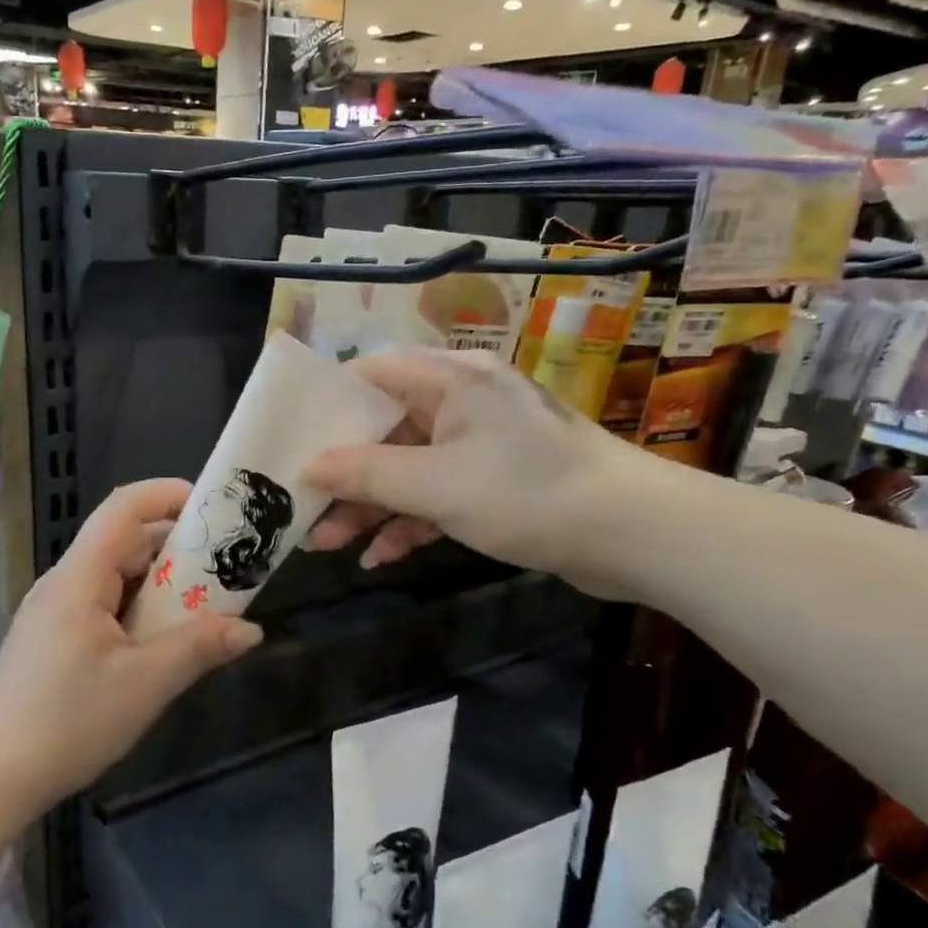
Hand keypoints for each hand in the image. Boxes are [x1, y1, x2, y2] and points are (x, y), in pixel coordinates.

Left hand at [0, 479, 262, 807]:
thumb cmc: (67, 722)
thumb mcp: (144, 684)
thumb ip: (199, 648)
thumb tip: (251, 629)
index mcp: (80, 577)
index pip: (123, 508)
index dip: (167, 494)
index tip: (213, 506)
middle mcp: (64, 582)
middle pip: (123, 539)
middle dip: (176, 544)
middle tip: (224, 563)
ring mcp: (55, 610)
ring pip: (115, 574)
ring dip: (160, 580)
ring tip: (205, 600)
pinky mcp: (54, 637)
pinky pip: (104, 602)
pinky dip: (139, 605)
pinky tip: (163, 637)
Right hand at [304, 349, 681, 598]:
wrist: (634, 535)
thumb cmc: (526, 492)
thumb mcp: (435, 485)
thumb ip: (366, 474)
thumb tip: (308, 467)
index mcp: (450, 379)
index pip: (371, 373)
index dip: (328, 405)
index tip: (293, 441)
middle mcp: (462, 401)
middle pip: (385, 427)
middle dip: (344, 472)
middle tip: (303, 508)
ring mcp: (481, 442)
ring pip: (409, 465)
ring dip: (371, 504)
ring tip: (328, 544)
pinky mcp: (497, 480)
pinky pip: (438, 491)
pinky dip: (411, 519)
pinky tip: (381, 555)